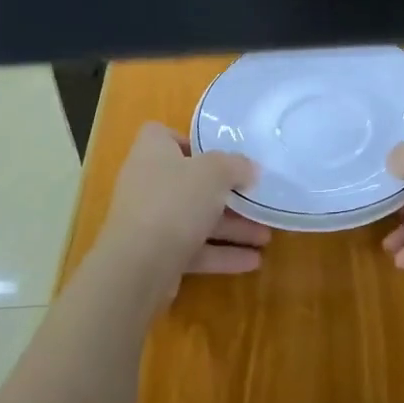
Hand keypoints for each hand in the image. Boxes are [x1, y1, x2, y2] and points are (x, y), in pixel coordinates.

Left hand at [96, 122, 269, 299]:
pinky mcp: (157, 255)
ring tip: (266, 236)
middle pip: (190, 181)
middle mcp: (148, 183)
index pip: (164, 135)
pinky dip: (221, 254)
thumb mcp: (215, 172)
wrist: (137, 267)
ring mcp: (151, 221)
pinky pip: (194, 249)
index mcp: (153, 152)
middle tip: (256, 198)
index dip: (191, 141)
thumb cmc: (175, 202)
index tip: (220, 154)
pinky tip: (253, 261)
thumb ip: (236, 165)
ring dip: (231, 227)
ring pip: (196, 218)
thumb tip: (250, 169)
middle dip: (226, 193)